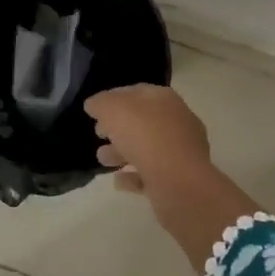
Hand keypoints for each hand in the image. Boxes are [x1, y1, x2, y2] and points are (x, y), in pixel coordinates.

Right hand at [85, 84, 258, 267]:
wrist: (179, 183)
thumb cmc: (145, 137)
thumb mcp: (112, 109)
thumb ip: (100, 103)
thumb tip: (94, 104)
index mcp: (165, 99)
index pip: (136, 92)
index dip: (113, 98)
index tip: (94, 110)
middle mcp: (176, 121)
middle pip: (141, 121)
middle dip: (116, 128)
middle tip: (98, 135)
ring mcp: (180, 151)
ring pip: (145, 148)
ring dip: (121, 152)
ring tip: (103, 160)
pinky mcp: (178, 178)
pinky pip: (151, 174)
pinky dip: (133, 176)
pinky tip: (119, 181)